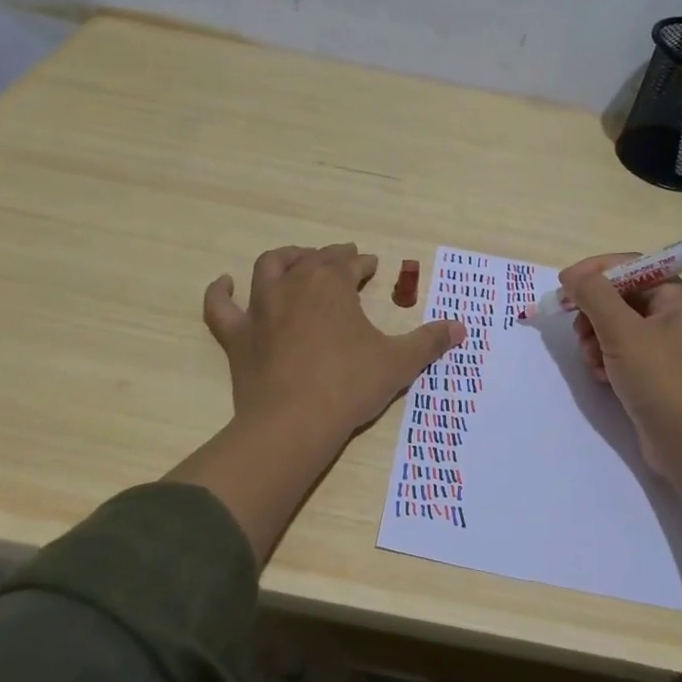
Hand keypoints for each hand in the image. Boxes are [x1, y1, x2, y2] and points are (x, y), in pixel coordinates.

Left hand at [204, 244, 465, 449]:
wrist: (294, 424)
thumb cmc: (350, 386)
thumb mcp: (399, 363)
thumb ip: (429, 341)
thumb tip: (461, 328)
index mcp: (331, 284)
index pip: (349, 263)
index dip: (362, 263)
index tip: (372, 267)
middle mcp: (293, 285)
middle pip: (312, 259)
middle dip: (330, 257)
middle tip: (343, 260)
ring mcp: (260, 309)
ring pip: (269, 268)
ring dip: (285, 259)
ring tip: (297, 259)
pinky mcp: (237, 337)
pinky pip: (220, 307)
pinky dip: (220, 292)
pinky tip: (224, 283)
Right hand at [562, 253, 681, 479]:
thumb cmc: (661, 380)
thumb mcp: (622, 332)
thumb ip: (594, 296)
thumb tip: (572, 275)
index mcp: (681, 299)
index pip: (633, 268)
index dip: (595, 273)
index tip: (564, 286)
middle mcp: (680, 318)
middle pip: (623, 298)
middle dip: (595, 313)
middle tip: (579, 331)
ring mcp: (671, 348)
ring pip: (620, 327)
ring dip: (597, 340)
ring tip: (592, 361)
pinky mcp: (660, 375)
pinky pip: (626, 353)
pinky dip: (608, 360)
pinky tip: (602, 377)